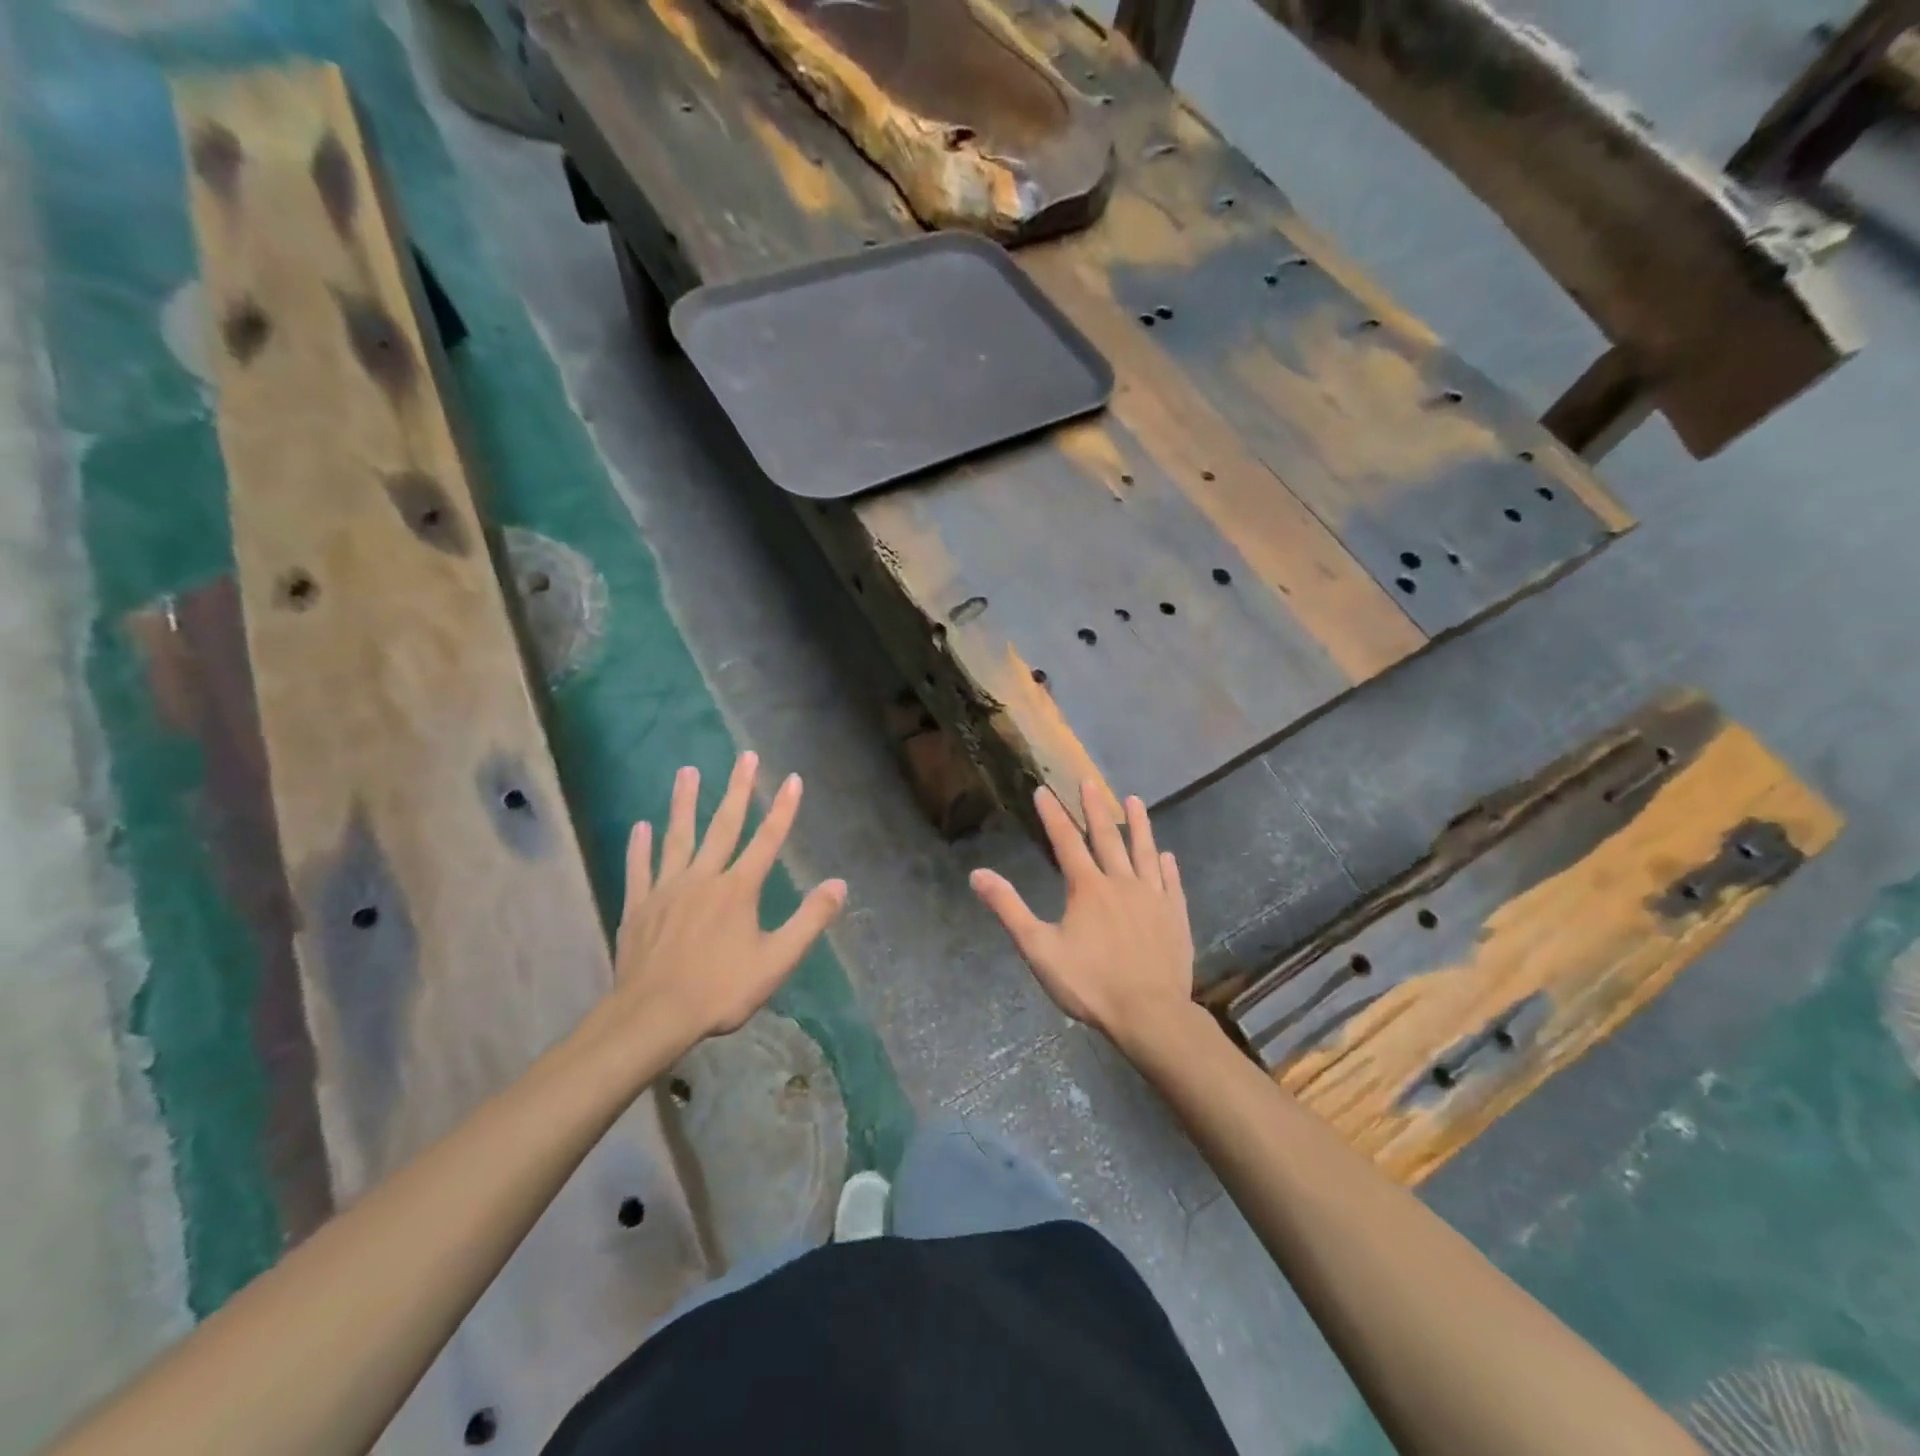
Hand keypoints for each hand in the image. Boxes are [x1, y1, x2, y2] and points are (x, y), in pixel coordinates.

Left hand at [606, 752, 846, 1051]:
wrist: (653, 1016)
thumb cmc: (720, 990)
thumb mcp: (777, 961)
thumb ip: (809, 920)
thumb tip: (839, 884)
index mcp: (738, 889)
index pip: (767, 840)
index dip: (783, 808)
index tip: (792, 778)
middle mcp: (704, 878)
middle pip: (723, 826)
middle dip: (737, 789)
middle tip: (744, 756)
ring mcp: (667, 889)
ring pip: (678, 837)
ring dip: (684, 803)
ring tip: (687, 771)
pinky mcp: (639, 906)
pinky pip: (640, 869)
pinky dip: (640, 847)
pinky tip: (641, 826)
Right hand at [970, 783, 1194, 1051]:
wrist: (1150, 1014)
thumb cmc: (1090, 983)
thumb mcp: (1039, 949)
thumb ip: (1009, 909)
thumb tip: (977, 874)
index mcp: (1087, 888)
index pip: (1066, 842)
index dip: (1053, 815)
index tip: (1044, 790)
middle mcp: (1121, 883)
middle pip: (1107, 838)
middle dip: (1095, 808)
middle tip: (1090, 781)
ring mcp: (1153, 898)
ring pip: (1144, 852)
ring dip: (1138, 826)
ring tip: (1135, 800)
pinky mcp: (1175, 916)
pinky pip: (1171, 883)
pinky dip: (1167, 866)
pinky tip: (1167, 856)